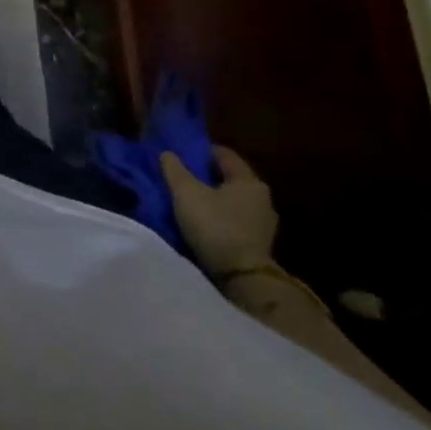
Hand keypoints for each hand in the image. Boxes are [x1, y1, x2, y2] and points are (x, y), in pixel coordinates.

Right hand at [160, 145, 277, 275]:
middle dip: (205, 176)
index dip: (201, 151)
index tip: (181, 154)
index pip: (224, 154)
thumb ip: (175, 170)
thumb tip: (167, 153)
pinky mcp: (258, 244)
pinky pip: (235, 220)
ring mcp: (263, 223)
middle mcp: (261, 198)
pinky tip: (202, 223)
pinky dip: (219, 217)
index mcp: (248, 180)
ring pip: (232, 200)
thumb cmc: (215, 226)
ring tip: (188, 202)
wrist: (241, 278)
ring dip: (212, 199)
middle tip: (181, 178)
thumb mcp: (186, 193)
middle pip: (229, 178)